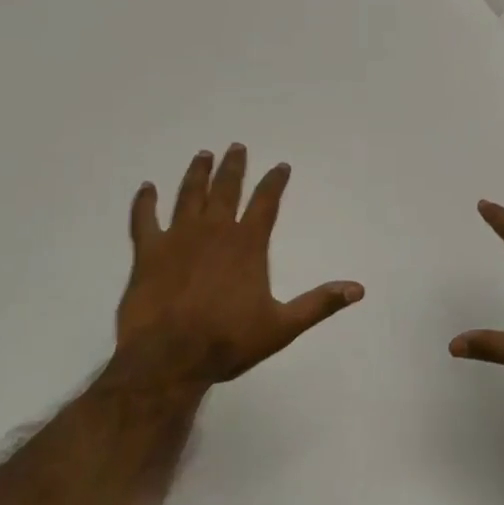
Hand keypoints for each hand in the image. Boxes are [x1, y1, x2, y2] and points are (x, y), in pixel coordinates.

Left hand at [110, 145, 363, 398]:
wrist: (168, 358)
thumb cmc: (228, 341)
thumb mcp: (282, 326)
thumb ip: (319, 304)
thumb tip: (358, 289)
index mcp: (247, 244)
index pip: (266, 202)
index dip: (275, 182)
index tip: (281, 165)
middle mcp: (214, 231)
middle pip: (226, 189)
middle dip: (233, 167)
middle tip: (236, 146)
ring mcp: (178, 238)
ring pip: (189, 195)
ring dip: (197, 174)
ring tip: (203, 155)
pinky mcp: (148, 252)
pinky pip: (144, 219)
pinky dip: (145, 202)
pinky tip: (146, 187)